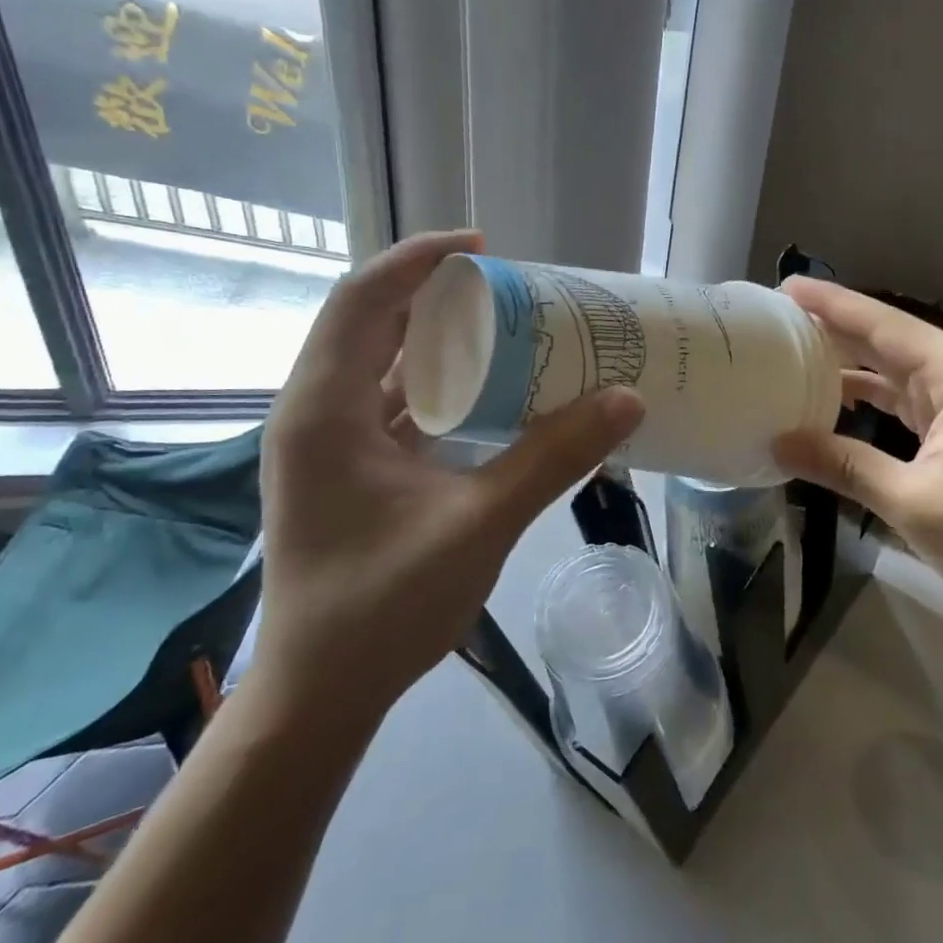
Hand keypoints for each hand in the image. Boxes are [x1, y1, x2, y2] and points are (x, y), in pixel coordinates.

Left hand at [255, 230, 644, 721]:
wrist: (321, 695)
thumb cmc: (383, 607)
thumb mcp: (480, 524)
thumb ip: (553, 457)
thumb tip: (626, 400)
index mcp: (325, 411)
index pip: (363, 300)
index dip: (419, 260)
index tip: (483, 248)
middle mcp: (315, 413)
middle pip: (370, 322)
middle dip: (434, 294)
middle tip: (506, 287)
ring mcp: (328, 443)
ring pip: (380, 363)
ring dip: (435, 339)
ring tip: (503, 327)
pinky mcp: (347, 469)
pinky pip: (391, 403)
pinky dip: (436, 384)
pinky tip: (486, 392)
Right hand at [773, 277, 942, 621]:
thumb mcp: (913, 501)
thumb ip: (845, 466)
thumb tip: (780, 444)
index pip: (882, 325)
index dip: (831, 305)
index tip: (786, 286)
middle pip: (888, 338)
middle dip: (835, 326)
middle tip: (778, 318)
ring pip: (897, 368)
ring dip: (851, 361)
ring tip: (795, 352)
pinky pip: (908, 397)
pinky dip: (872, 396)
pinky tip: (836, 398)